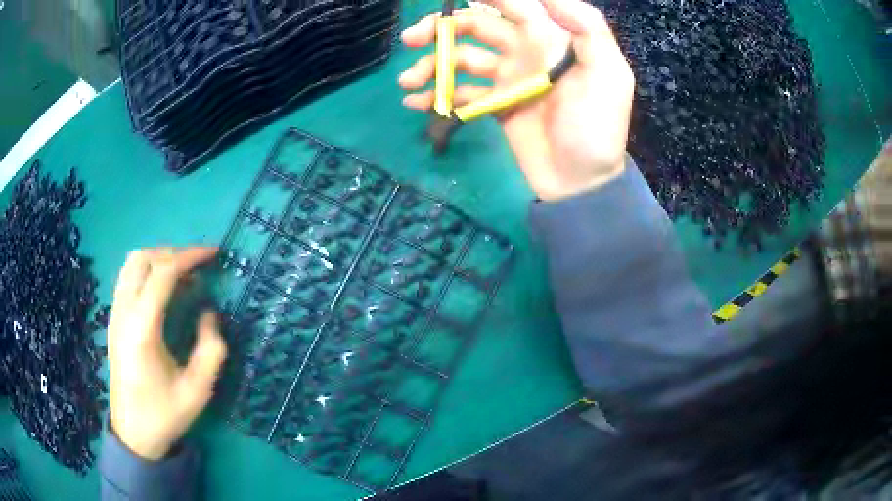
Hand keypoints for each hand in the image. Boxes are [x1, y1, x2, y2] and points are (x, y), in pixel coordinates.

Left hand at [107, 247, 227, 459]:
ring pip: (132, 264)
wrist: (133, 433)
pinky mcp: (114, 320)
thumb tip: (209, 313)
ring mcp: (115, 314)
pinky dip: (148, 273)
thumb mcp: (198, 390)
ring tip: (183, 276)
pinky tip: (164, 293)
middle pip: (142, 258)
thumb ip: (210, 349)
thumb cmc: (165, 414)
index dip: (190, 257)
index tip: (214, 255)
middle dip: (173, 253)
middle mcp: (123, 313)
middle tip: (198, 266)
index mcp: (142, 329)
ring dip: (158, 260)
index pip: (162, 272)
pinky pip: (128, 279)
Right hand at [399, 0, 634, 200]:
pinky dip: (436, 95)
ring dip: (432, 64)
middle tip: (411, 39)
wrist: (581, 181)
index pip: (513, 5)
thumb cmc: (597, 127)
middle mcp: (523, 52)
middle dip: (441, 29)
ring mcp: (506, 80)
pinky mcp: (494, 106)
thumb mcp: (608, 74)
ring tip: (408, 81)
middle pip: (475, 27)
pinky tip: (414, 102)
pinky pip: (460, 94)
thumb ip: (588, 28)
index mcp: (549, 39)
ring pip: (461, 59)